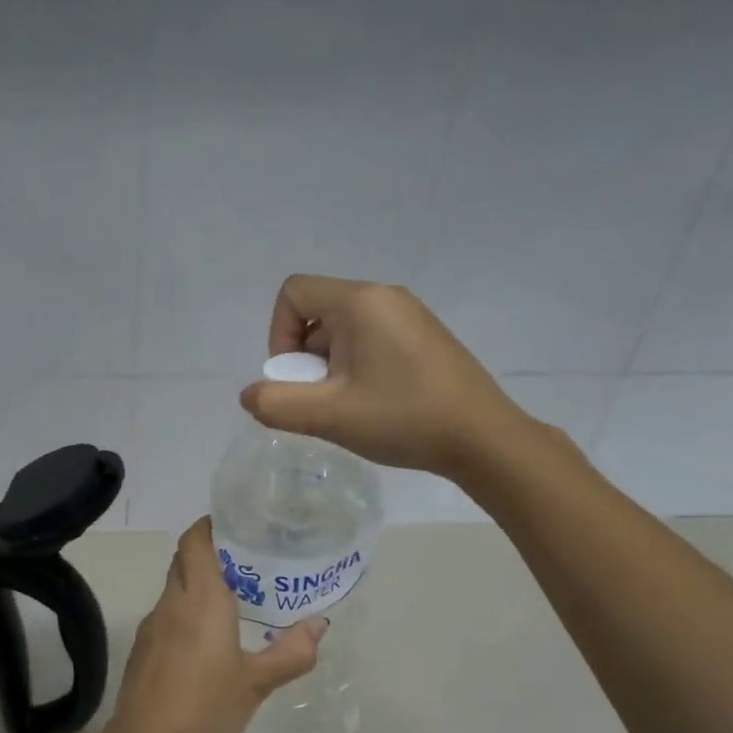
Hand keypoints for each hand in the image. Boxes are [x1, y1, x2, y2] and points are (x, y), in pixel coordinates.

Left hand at [103, 518, 322, 732]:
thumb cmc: (205, 707)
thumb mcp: (256, 683)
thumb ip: (291, 653)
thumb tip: (318, 625)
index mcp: (201, 600)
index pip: (195, 541)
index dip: (210, 526)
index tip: (236, 525)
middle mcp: (172, 603)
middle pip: (184, 560)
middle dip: (210, 553)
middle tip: (247, 563)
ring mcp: (152, 625)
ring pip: (174, 588)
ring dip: (198, 584)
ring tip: (234, 600)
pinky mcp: (142, 648)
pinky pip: (166, 615)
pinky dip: (185, 611)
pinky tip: (206, 639)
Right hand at [239, 276, 535, 479]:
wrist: (482, 438)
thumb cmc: (402, 418)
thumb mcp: (328, 416)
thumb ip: (276, 404)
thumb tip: (250, 395)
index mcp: (360, 301)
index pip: (293, 293)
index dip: (278, 334)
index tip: (295, 378)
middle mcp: (385, 296)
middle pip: (317, 313)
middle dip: (305, 358)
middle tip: (322, 401)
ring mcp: (410, 315)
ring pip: (343, 330)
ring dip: (329, 367)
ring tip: (348, 407)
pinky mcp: (424, 337)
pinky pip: (371, 340)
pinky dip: (356, 367)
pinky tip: (374, 404)